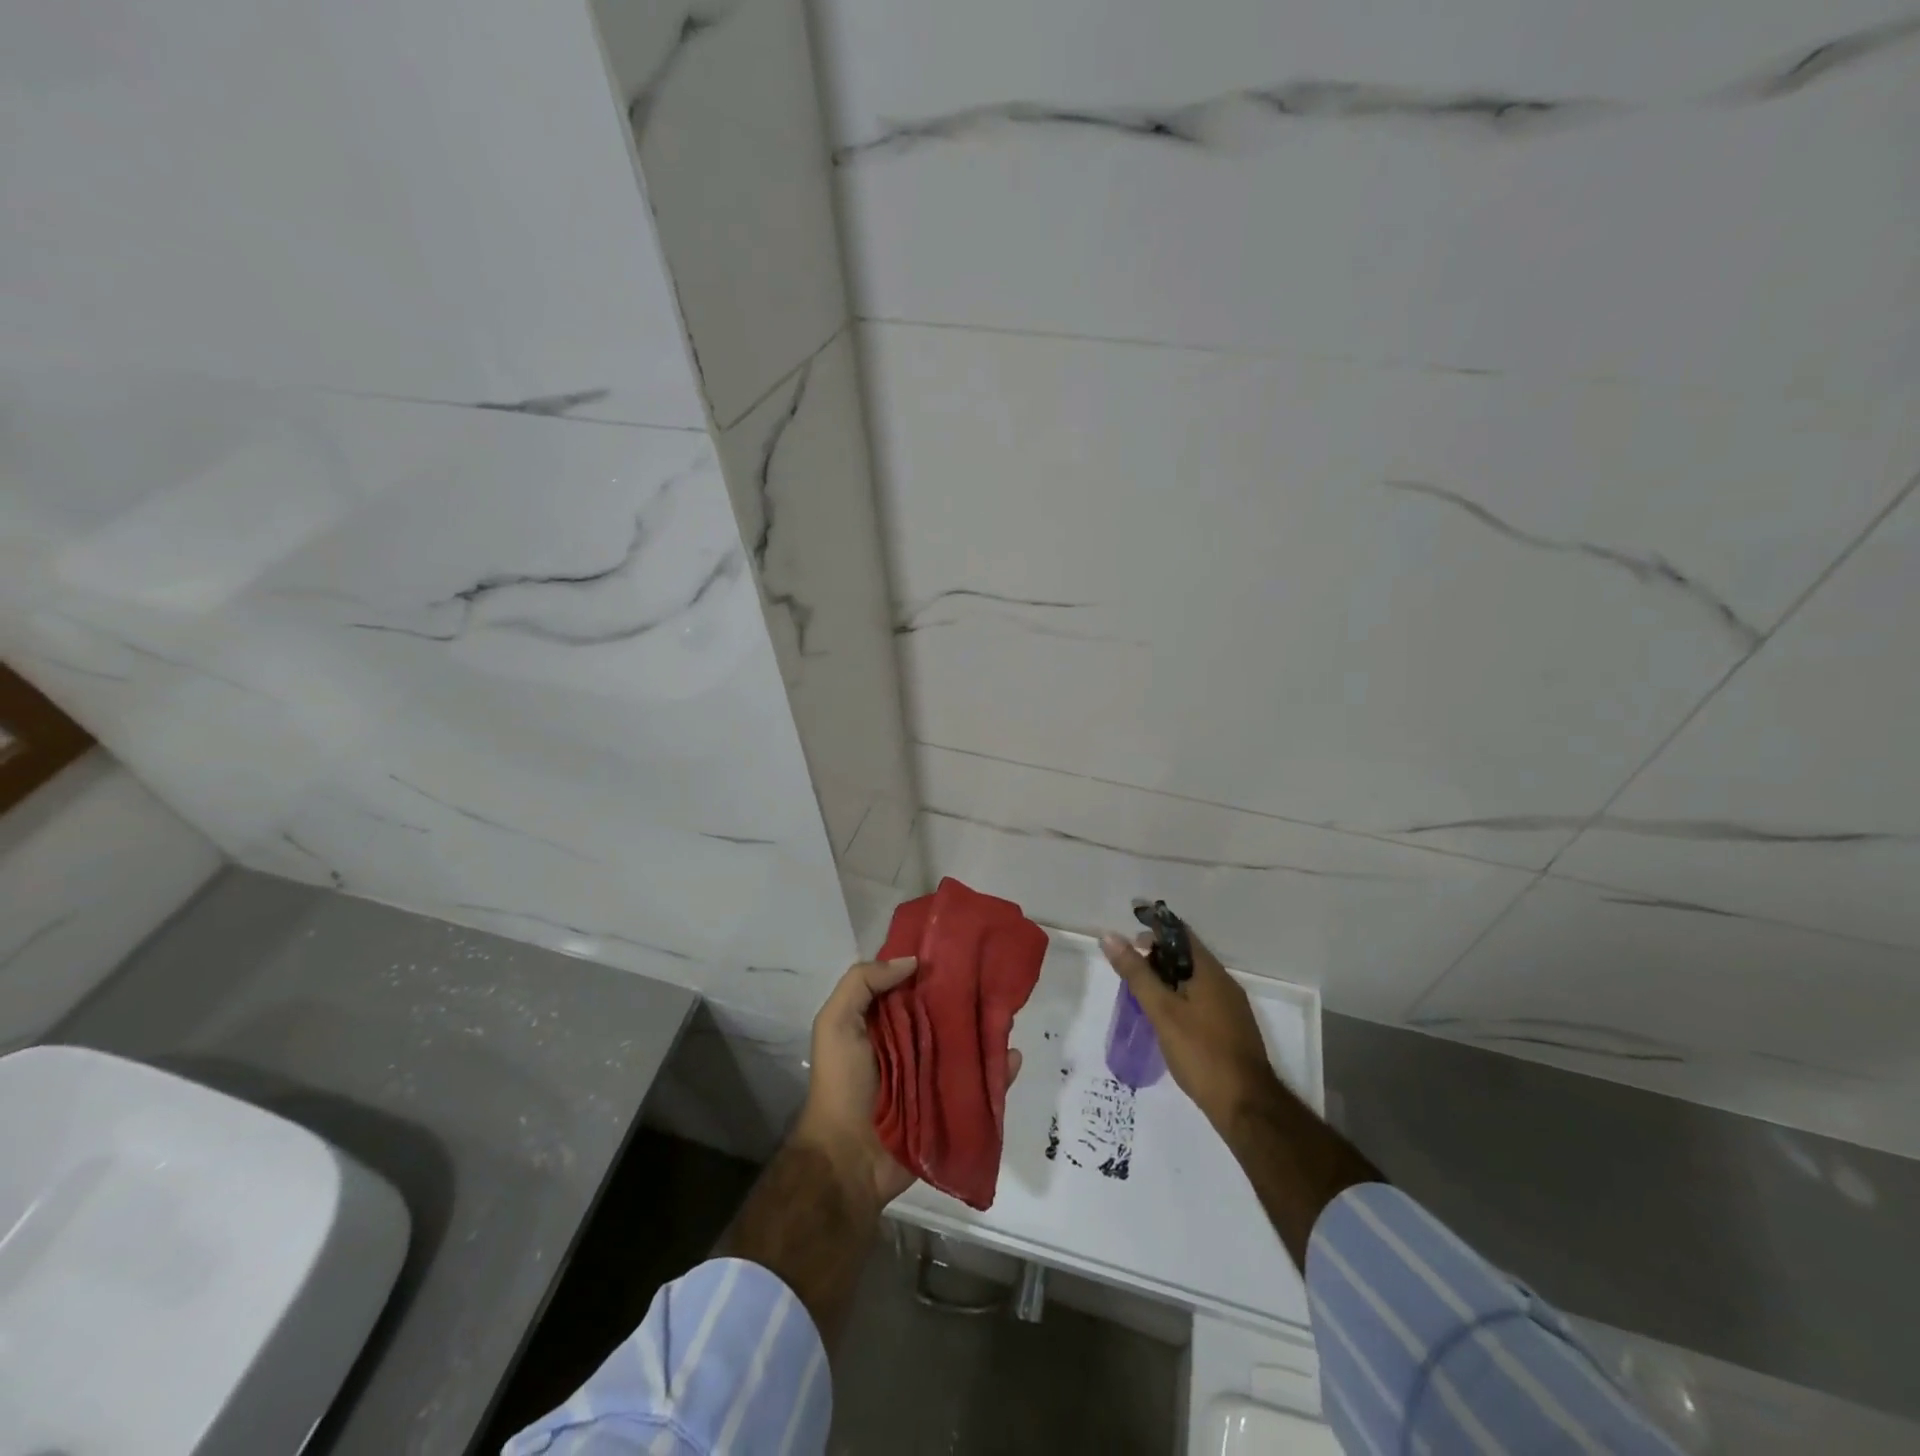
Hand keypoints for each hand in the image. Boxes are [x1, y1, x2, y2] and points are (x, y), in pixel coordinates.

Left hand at [795, 954, 1026, 1212]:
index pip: (912, 985)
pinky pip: (981, 1084)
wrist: (848, 1159)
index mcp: (883, 1021)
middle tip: (995, 974)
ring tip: (1009, 1011)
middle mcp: (911, 1043)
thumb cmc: (841, 1084)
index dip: (931, 965)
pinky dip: (999, 1071)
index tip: (959, 944)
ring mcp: (934, 1075)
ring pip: (966, 1044)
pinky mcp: (952, 1105)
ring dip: (987, 1029)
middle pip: (944, 1012)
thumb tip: (912, 961)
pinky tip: (1013, 1055)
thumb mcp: (836, 1022)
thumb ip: (862, 983)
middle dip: (967, 994)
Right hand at [1101, 926, 1281, 1130]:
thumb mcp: (1162, 1011)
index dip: (1154, 930)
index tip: (1129, 940)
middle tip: (1130, 970)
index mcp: (1209, 971)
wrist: (1246, 1106)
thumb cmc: (1201, 1053)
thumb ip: (1136, 974)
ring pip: (1194, 979)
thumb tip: (1111, 937)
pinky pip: (1202, 999)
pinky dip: (1180, 997)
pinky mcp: (1232, 1029)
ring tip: (1142, 993)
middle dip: (1157, 956)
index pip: (1180, 933)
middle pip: (1187, 955)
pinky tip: (1167, 1017)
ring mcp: (1231, 1007)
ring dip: (1168, 978)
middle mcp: (1224, 983)